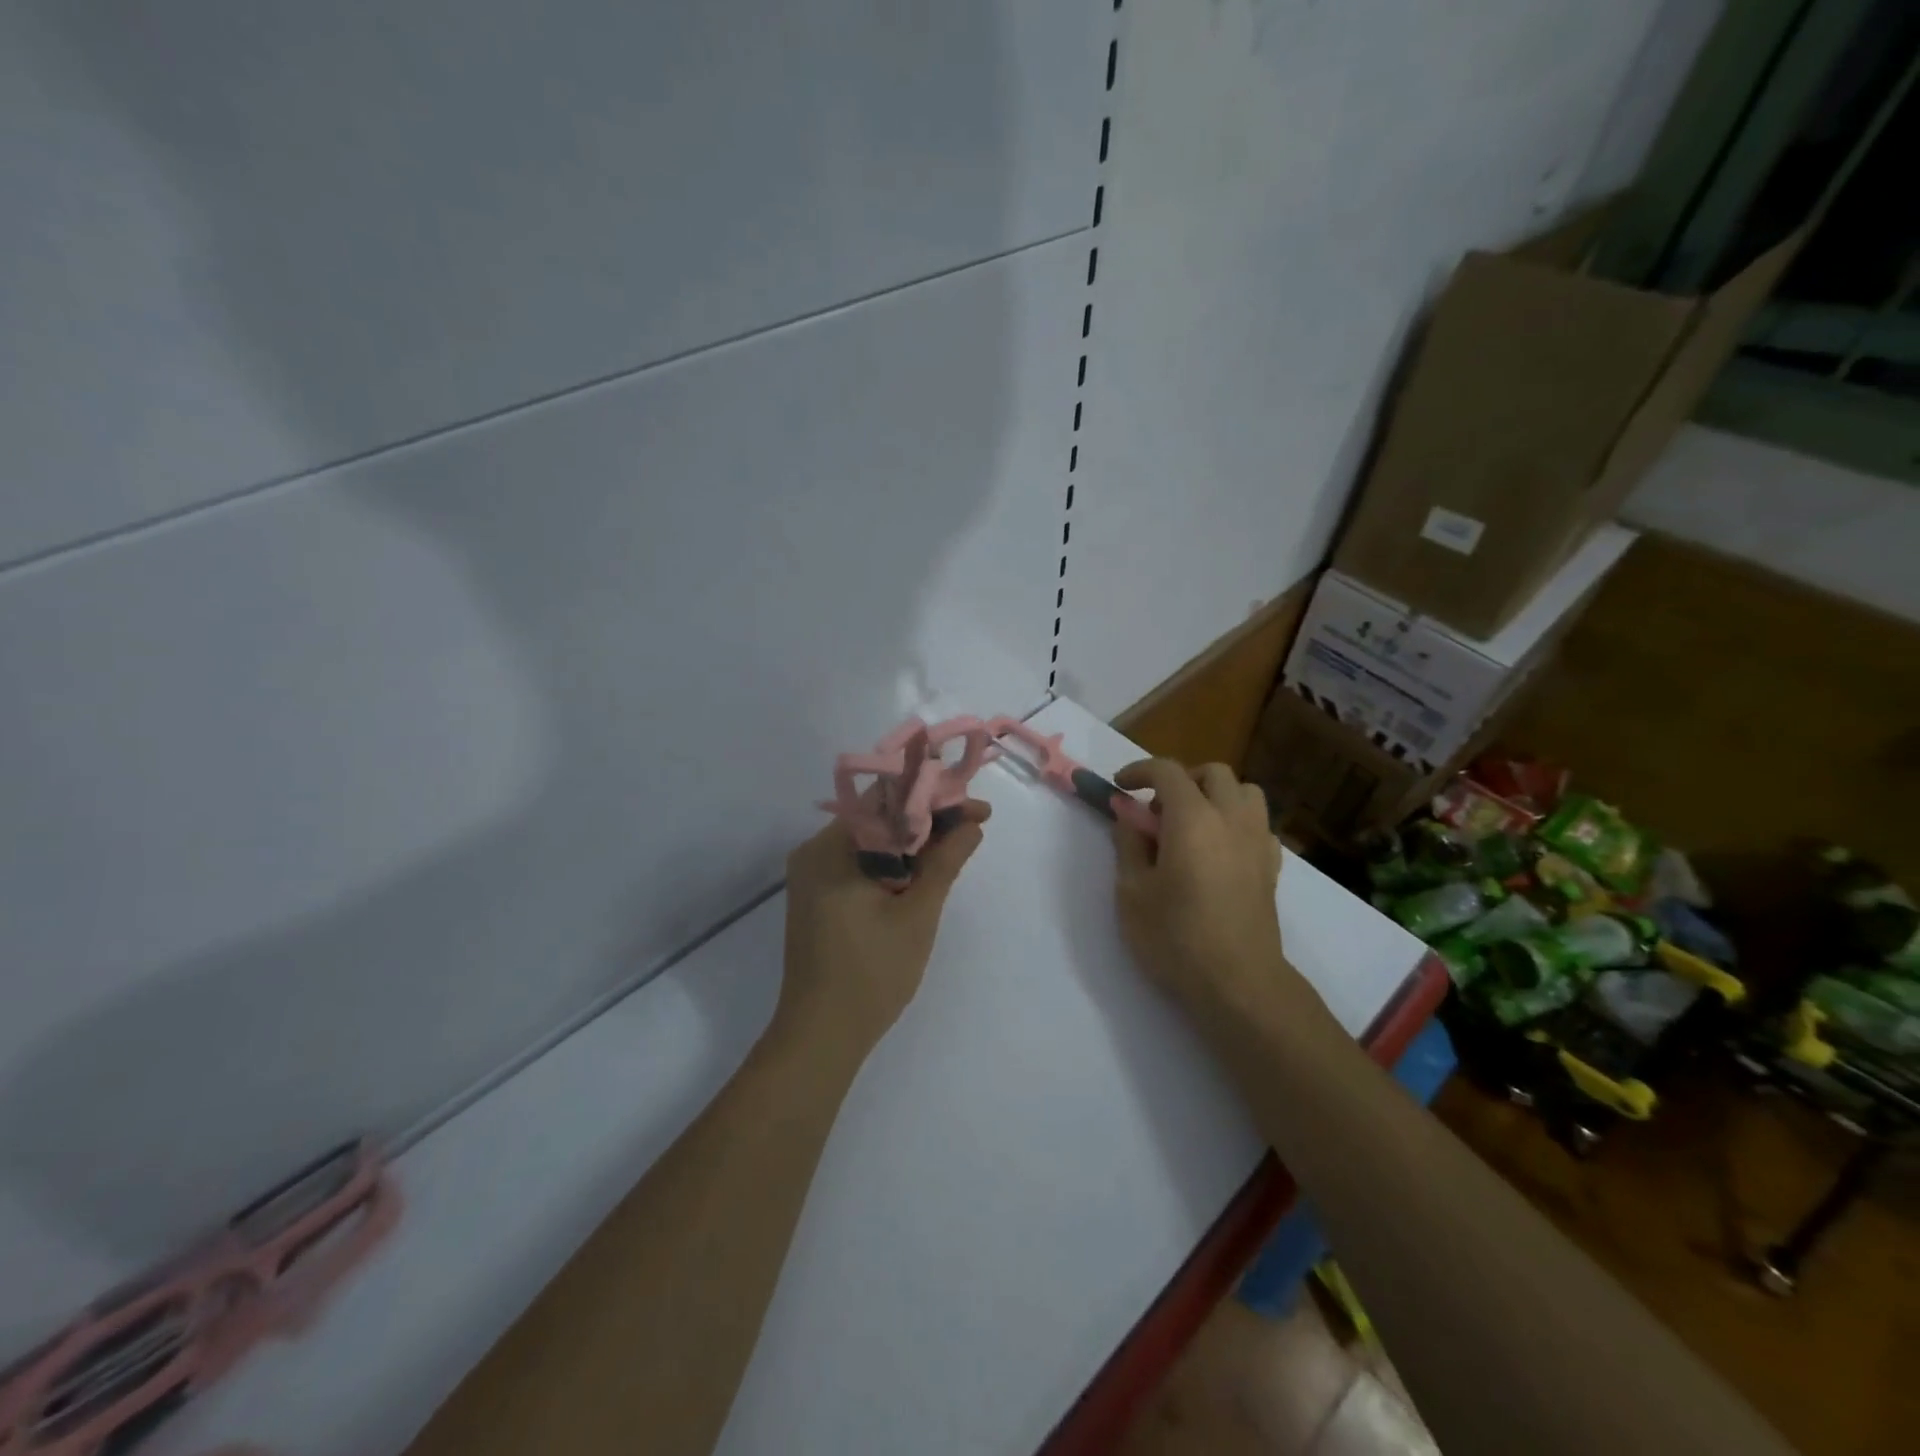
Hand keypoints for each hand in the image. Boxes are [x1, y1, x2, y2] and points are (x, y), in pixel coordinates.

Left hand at [777, 800, 991, 1063]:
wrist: (820, 1036)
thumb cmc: (871, 974)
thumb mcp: (917, 914)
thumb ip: (944, 863)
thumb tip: (972, 825)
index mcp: (830, 848)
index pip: (887, 800)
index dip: (934, 798)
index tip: (976, 808)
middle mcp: (814, 852)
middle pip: (879, 818)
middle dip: (928, 819)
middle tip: (974, 825)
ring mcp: (813, 875)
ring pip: (872, 840)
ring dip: (913, 841)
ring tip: (958, 845)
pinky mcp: (818, 896)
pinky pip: (860, 863)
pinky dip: (894, 862)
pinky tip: (925, 870)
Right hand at [1110, 760, 1308, 1025]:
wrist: (1238, 983)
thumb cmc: (1175, 937)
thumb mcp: (1132, 891)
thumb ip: (1129, 844)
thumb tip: (1129, 815)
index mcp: (1192, 818)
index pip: (1167, 771)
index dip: (1139, 771)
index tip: (1120, 787)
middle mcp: (1231, 818)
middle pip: (1212, 773)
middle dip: (1180, 781)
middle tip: (1157, 813)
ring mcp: (1258, 842)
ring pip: (1244, 792)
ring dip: (1216, 796)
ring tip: (1192, 826)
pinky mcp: (1272, 867)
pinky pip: (1258, 824)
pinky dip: (1237, 823)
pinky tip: (1220, 851)